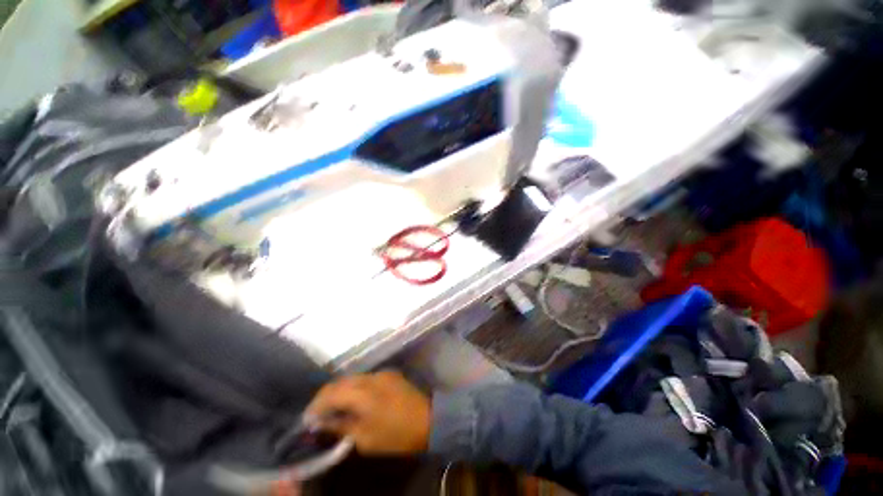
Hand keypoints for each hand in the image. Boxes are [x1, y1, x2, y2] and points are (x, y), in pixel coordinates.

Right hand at [305, 371, 430, 454]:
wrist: (429, 419)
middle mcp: (370, 377)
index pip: (330, 393)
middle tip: (317, 415)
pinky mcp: (389, 373)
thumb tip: (323, 423)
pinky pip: (364, 378)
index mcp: (362, 393)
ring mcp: (380, 372)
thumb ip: (342, 427)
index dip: (315, 406)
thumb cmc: (396, 434)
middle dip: (325, 397)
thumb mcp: (365, 438)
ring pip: (351, 378)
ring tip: (332, 408)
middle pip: (339, 381)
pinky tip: (352, 400)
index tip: (307, 421)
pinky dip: (353, 388)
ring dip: (339, 391)